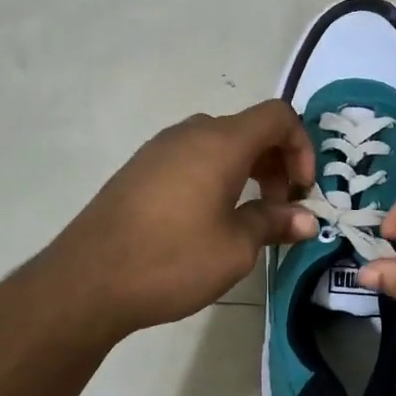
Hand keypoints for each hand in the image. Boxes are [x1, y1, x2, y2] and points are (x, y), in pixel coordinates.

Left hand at [40, 100, 318, 339]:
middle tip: (279, 210)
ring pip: (219, 144)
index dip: (302, 147)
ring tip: (247, 217)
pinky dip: (215, 176)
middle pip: (249, 129)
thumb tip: (307, 220)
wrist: (87, 280)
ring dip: (246, 171)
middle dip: (276, 163)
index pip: (278, 116)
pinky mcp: (139, 169)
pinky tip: (207, 219)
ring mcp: (159, 149)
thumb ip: (273, 223)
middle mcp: (190, 134)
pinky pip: (191, 158)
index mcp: (221, 142)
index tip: (301, 192)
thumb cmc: (171, 259)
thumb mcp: (235, 248)